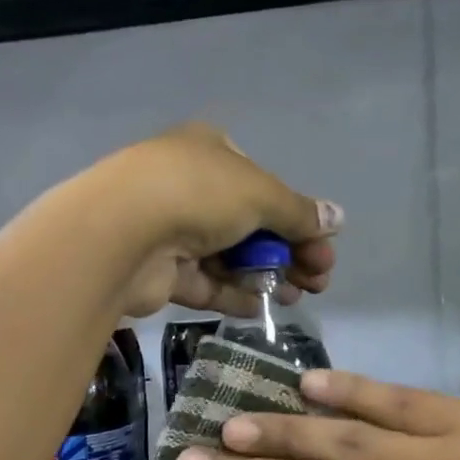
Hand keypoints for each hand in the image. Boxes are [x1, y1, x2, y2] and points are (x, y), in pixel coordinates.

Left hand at [91, 123, 341, 316]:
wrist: (122, 233)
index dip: (298, 218)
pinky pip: (207, 283)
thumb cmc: (197, 194)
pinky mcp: (161, 271)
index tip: (324, 249)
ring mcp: (172, 230)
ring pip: (230, 257)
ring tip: (297, 297)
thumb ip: (299, 212)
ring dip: (266, 276)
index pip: (264, 186)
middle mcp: (190, 187)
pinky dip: (235, 294)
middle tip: (318, 280)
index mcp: (211, 152)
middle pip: (251, 225)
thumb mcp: (260, 194)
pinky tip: (263, 308)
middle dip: (289, 252)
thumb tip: (338, 218)